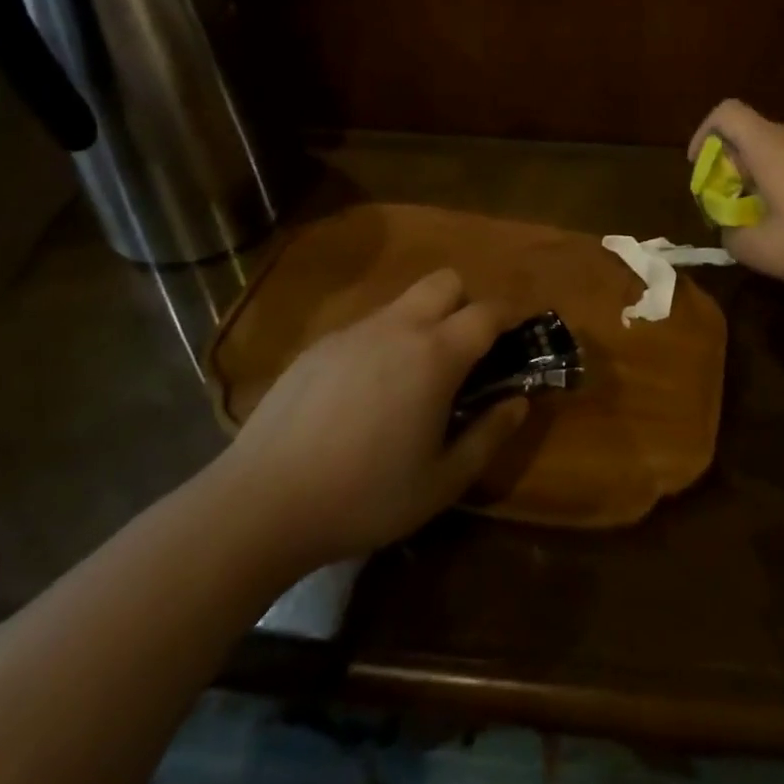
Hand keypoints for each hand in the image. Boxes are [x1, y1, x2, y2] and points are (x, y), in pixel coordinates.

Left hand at [219, 269, 527, 569]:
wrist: (264, 501)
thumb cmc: (365, 495)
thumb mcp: (442, 482)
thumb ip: (489, 436)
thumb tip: (519, 401)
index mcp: (436, 354)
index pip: (488, 311)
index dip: (509, 318)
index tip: (515, 339)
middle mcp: (399, 326)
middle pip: (446, 281)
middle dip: (465, 303)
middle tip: (464, 353)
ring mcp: (355, 330)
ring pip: (404, 301)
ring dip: (423, 322)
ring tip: (411, 380)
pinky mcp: (321, 344)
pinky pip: (367, 326)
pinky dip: (382, 343)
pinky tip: (362, 396)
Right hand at [690, 99, 783, 291]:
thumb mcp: (768, 252)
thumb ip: (733, 237)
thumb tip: (729, 227)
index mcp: (771, 145)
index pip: (726, 112)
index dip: (705, 133)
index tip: (704, 168)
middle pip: (755, 137)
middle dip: (739, 171)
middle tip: (743, 211)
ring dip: (774, 180)